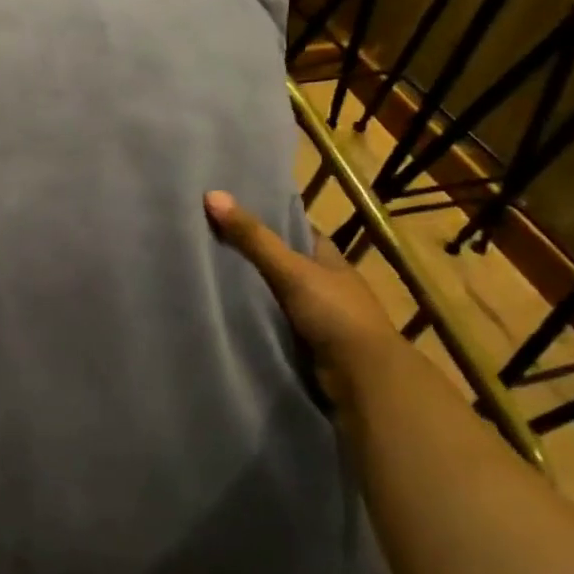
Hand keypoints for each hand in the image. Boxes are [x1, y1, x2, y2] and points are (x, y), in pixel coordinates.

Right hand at [204, 190, 405, 407]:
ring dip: (255, 290)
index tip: (235, 213)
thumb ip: (253, 238)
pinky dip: (257, 317)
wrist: (364, 378)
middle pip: (286, 262)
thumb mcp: (290, 270)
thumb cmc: (334, 313)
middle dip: (256, 255)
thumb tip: (212, 195)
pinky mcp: (309, 343)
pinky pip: (276, 322)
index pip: (299, 231)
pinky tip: (229, 312)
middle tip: (210, 242)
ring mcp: (320, 315)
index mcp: (330, 259)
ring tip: (209, 276)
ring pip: (279, 294)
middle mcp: (327, 284)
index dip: (271, 220)